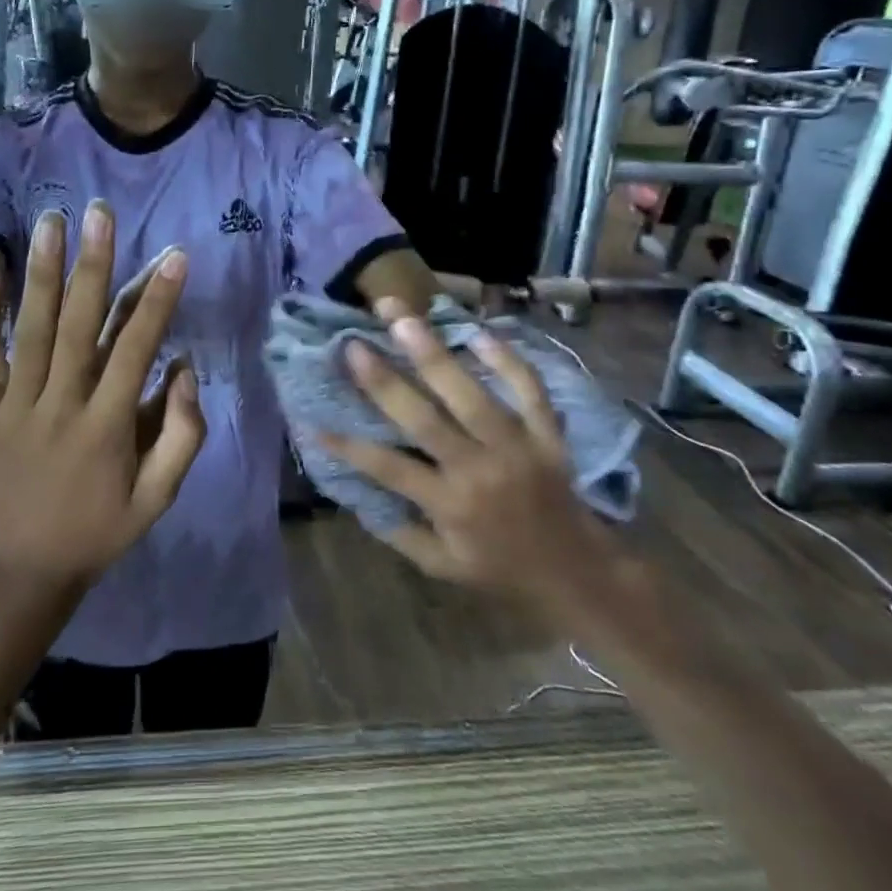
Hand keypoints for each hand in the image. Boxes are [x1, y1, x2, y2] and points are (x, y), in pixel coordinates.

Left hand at [0, 200, 204, 592]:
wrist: (23, 569)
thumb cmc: (99, 530)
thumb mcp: (158, 499)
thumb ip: (182, 435)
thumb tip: (185, 368)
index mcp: (107, 428)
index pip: (137, 350)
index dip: (157, 301)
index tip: (174, 255)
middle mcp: (59, 408)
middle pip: (77, 327)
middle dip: (92, 266)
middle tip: (99, 214)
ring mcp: (11, 409)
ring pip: (27, 333)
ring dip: (40, 275)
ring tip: (49, 222)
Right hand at [316, 299, 653, 638]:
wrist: (579, 573)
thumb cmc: (501, 569)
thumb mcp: (442, 567)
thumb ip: (399, 533)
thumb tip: (358, 493)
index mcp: (450, 505)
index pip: (388, 469)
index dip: (347, 446)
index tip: (312, 420)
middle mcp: (478, 470)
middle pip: (425, 419)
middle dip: (384, 380)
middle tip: (354, 343)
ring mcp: (517, 448)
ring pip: (471, 394)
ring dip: (434, 353)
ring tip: (403, 317)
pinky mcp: (548, 435)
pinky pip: (529, 390)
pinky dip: (508, 360)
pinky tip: (479, 332)